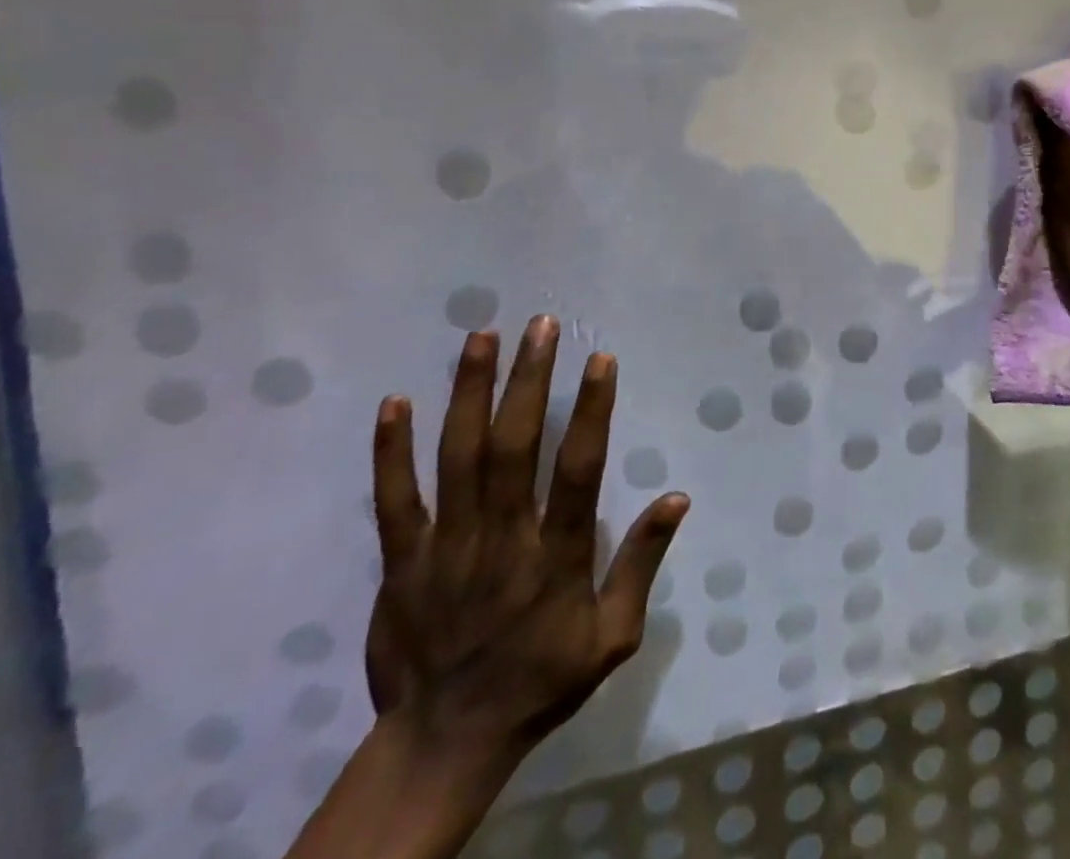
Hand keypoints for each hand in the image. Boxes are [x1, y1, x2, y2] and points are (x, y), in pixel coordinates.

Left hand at [365, 317, 687, 764]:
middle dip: (529, 380)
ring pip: (457, 459)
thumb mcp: (613, 637)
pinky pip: (394, 501)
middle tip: (542, 324)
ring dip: (469, 393)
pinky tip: (396, 402)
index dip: (591, 411)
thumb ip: (641, 564)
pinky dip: (392, 452)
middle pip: (514, 448)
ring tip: (482, 336)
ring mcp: (445, 549)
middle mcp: (501, 541)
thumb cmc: (541, 681)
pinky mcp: (400, 563)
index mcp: (556, 558)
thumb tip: (677, 497)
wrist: (443, 745)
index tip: (600, 359)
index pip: (579, 471)